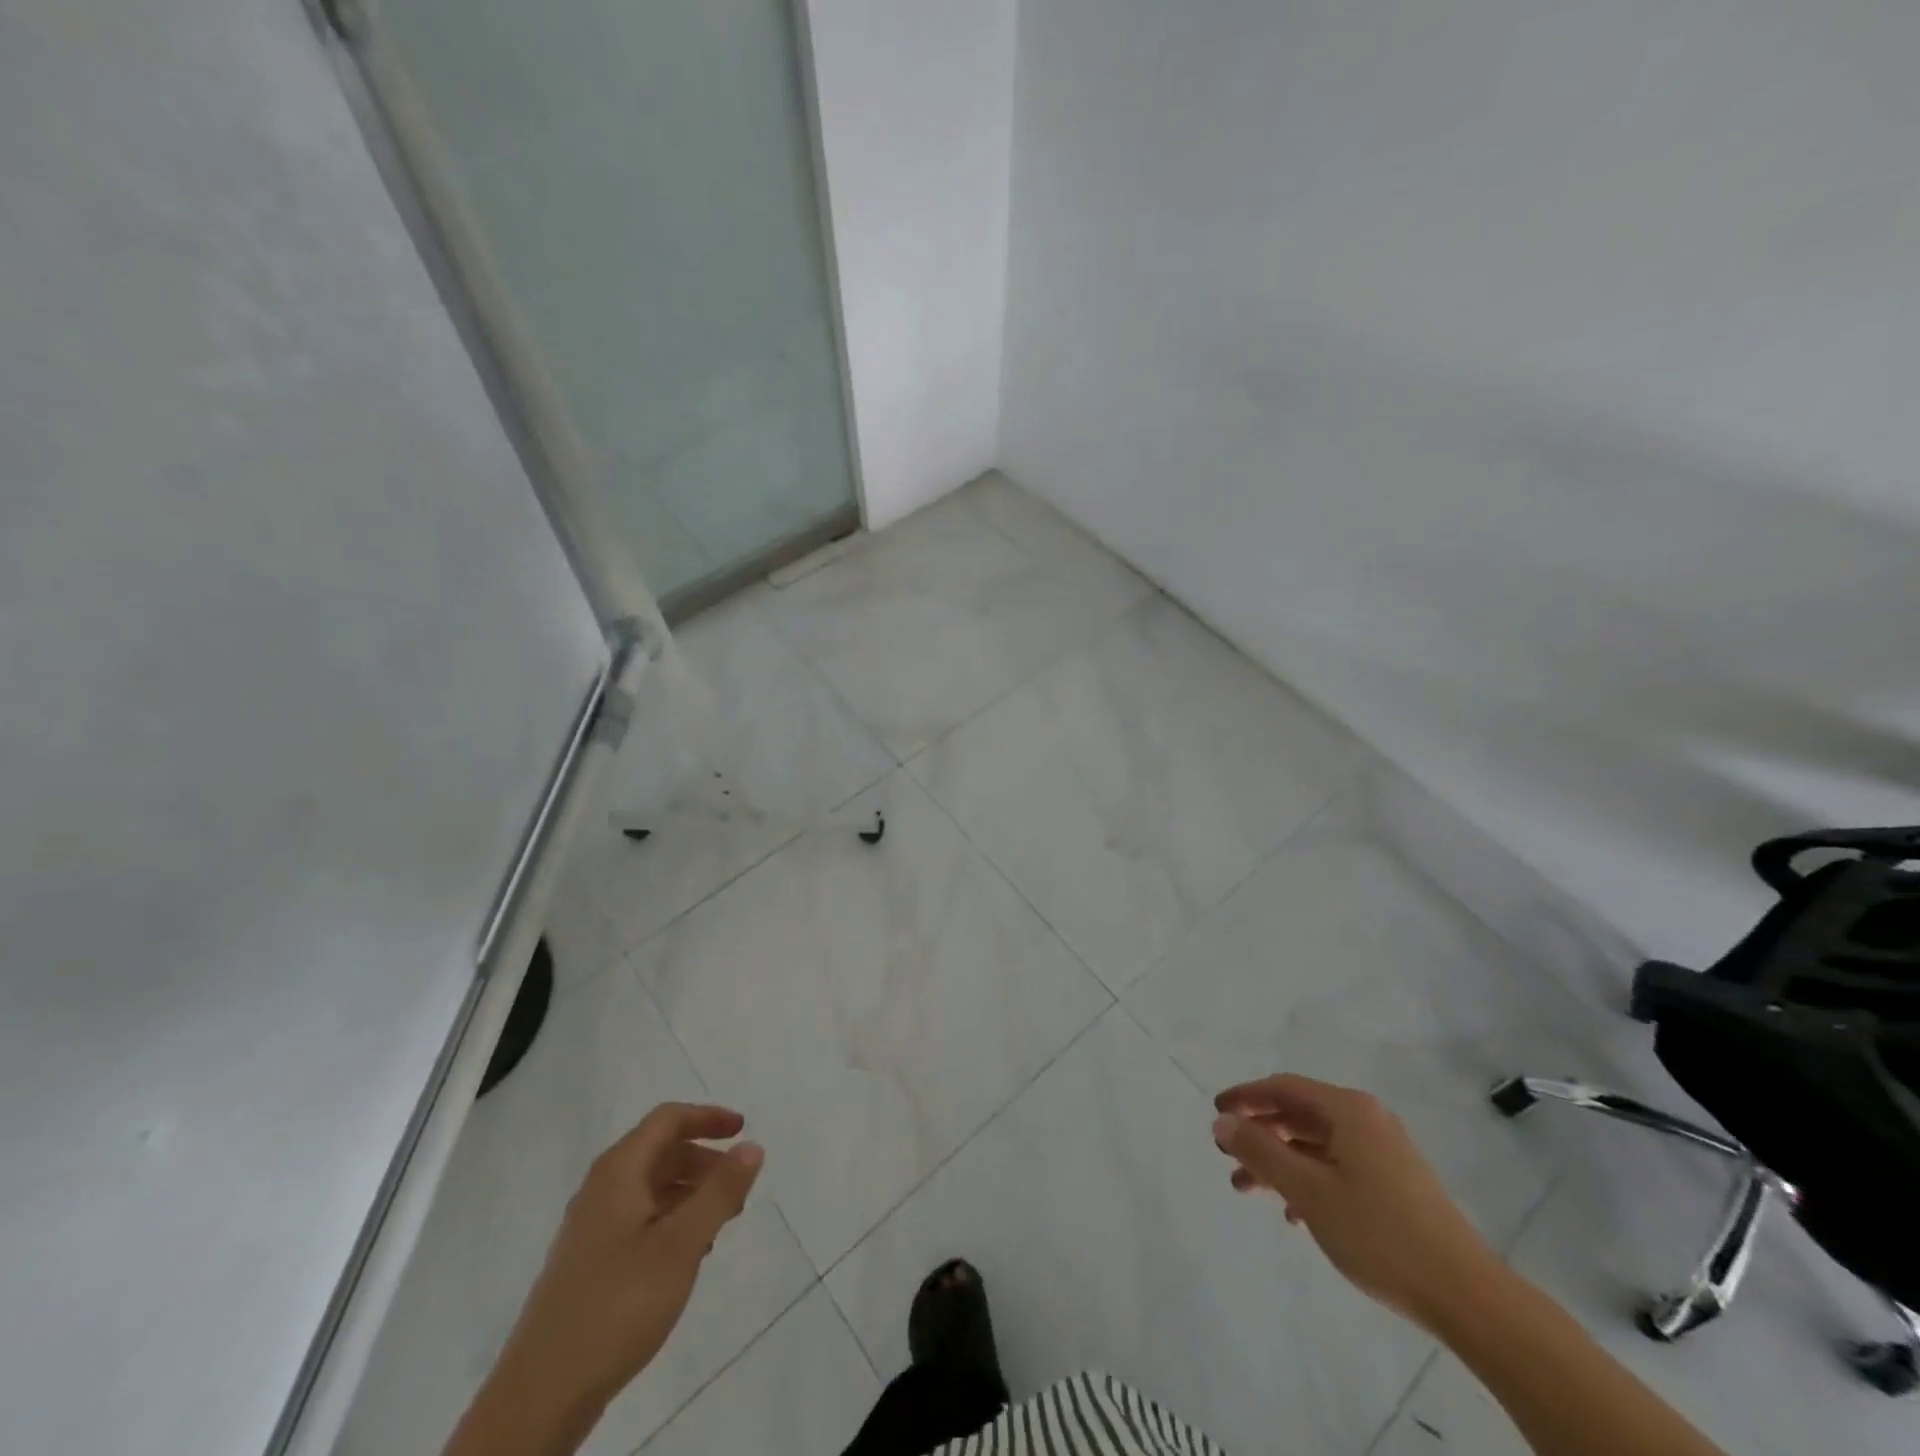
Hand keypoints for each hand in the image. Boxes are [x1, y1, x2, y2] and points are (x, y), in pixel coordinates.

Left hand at [448, 1104, 763, 1455]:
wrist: (540, 1396)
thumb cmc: (618, 1305)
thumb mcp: (681, 1244)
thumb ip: (720, 1192)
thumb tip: (752, 1146)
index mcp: (618, 1172)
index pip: (668, 1119)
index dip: (707, 1117)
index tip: (742, 1130)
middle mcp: (601, 1189)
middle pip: (660, 1152)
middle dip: (703, 1161)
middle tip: (738, 1189)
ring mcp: (591, 1227)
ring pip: (650, 1188)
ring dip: (690, 1193)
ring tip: (720, 1225)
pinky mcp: (589, 1262)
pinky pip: (639, 1219)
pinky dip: (671, 1221)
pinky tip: (687, 1256)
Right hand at [1212, 1074, 1498, 1332]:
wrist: (1467, 1296)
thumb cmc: (1379, 1233)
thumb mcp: (1308, 1190)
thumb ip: (1261, 1151)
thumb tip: (1222, 1121)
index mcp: (1349, 1110)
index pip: (1283, 1088)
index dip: (1245, 1097)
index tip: (1215, 1112)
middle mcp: (1367, 1120)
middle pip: (1299, 1115)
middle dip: (1259, 1135)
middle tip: (1227, 1157)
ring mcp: (1384, 1153)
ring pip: (1316, 1145)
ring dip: (1279, 1162)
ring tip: (1249, 1190)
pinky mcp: (1395, 1185)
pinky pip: (1337, 1168)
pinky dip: (1308, 1181)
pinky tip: (1294, 1214)